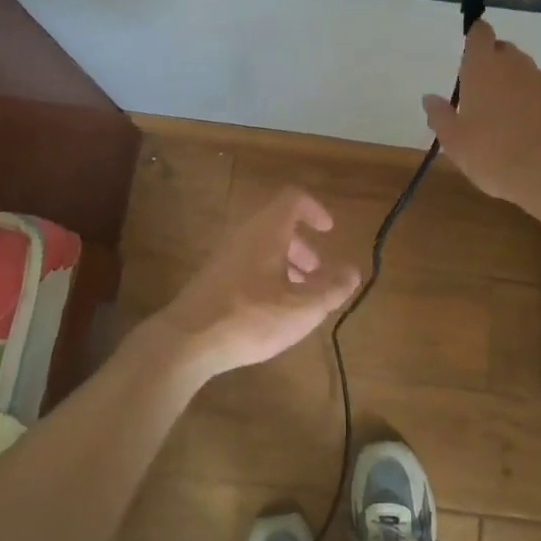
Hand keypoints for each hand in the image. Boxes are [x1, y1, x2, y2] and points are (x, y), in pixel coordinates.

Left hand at [149, 188, 360, 378]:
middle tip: (319, 272)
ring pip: (262, 246)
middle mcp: (244, 235)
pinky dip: (267, 275)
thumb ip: (331, 288)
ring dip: (286, 262)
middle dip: (303, 245)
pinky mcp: (212, 277)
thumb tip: (353, 271)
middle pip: (278, 224)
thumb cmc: (251, 317)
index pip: (293, 199)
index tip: (329, 231)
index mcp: (267, 230)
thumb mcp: (302, 308)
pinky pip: (247, 262)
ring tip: (300, 296)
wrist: (187, 341)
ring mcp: (225, 255)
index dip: (315, 209)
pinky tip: (272, 310)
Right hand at [423, 19, 540, 206]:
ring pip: (527, 72)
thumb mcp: (454, 141)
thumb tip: (429, 98)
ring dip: (517, 84)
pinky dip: (539, 103)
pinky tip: (534, 130)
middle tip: (484, 93)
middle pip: (504, 50)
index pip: (479, 33)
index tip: (471, 51)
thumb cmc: (492, 154)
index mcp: (482, 68)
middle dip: (495, 63)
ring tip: (510, 116)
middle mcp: (515, 65)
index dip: (475, 36)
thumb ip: (440, 115)